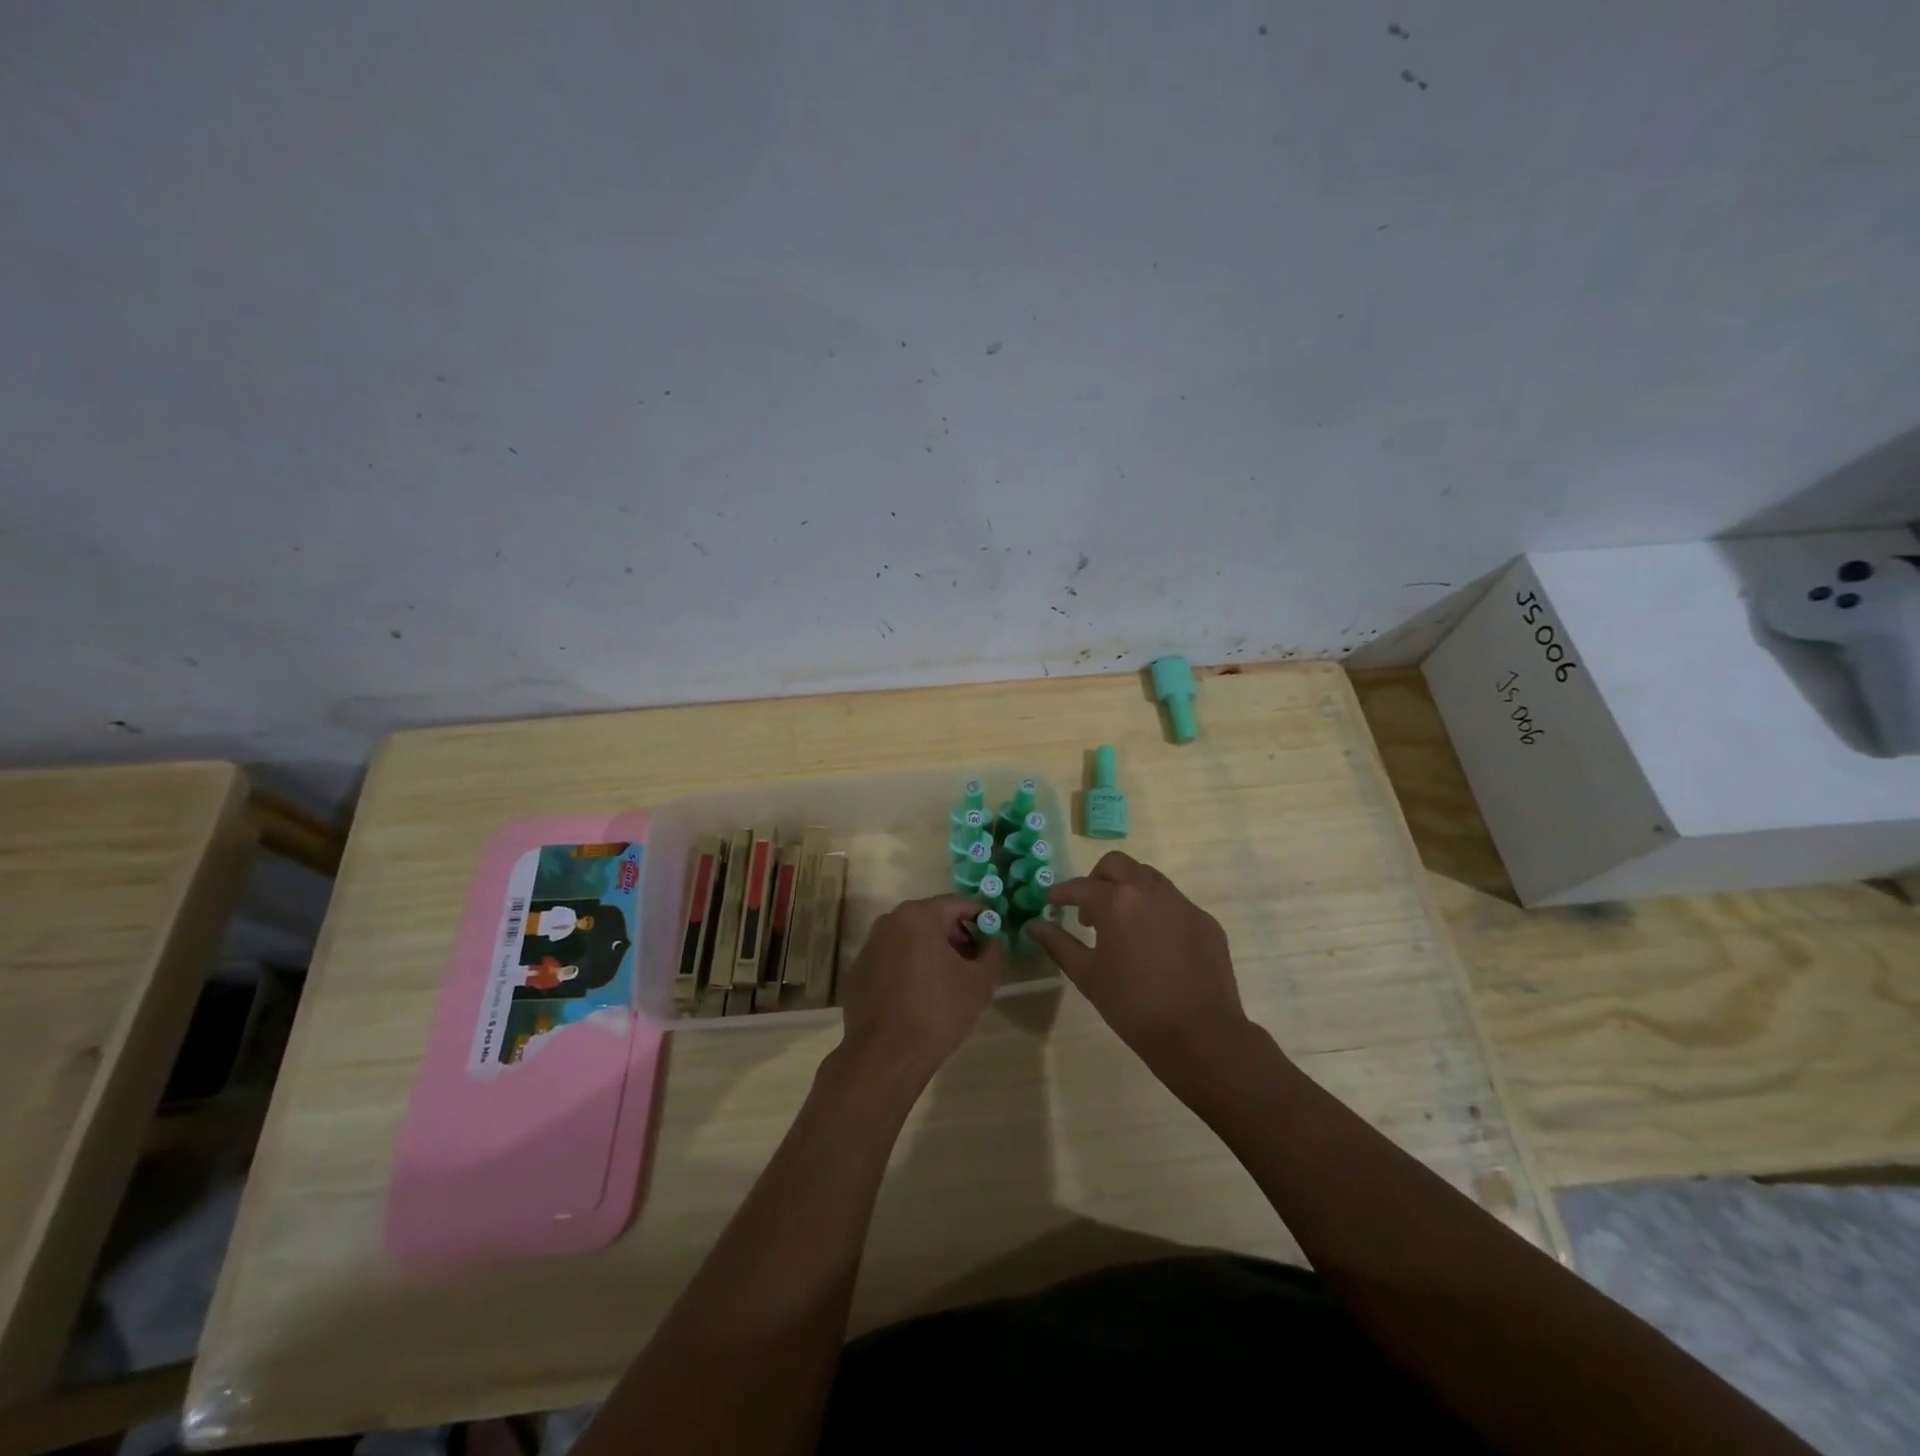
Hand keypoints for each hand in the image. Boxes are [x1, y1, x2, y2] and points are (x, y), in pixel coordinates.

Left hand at [836, 894, 1002, 1082]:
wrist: (885, 1055)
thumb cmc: (938, 1011)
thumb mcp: (980, 982)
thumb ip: (992, 953)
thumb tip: (991, 942)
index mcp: (919, 916)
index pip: (958, 903)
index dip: (980, 917)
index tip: (992, 936)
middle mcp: (889, 921)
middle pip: (931, 918)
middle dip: (954, 935)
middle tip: (972, 961)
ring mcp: (869, 946)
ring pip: (908, 938)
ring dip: (929, 951)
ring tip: (946, 981)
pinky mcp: (857, 972)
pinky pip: (890, 960)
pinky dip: (906, 968)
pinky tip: (916, 997)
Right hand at [1028, 851, 1251, 1079]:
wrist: (1200, 1035)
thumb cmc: (1133, 1006)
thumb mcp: (1087, 976)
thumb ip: (1058, 944)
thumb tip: (1035, 925)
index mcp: (1116, 902)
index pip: (1080, 886)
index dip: (1061, 893)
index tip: (1050, 903)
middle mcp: (1149, 891)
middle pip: (1116, 865)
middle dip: (1096, 879)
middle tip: (1088, 910)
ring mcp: (1182, 903)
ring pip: (1148, 877)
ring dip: (1128, 889)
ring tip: (1121, 924)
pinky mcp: (1205, 920)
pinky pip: (1174, 902)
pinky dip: (1156, 910)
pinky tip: (1154, 943)